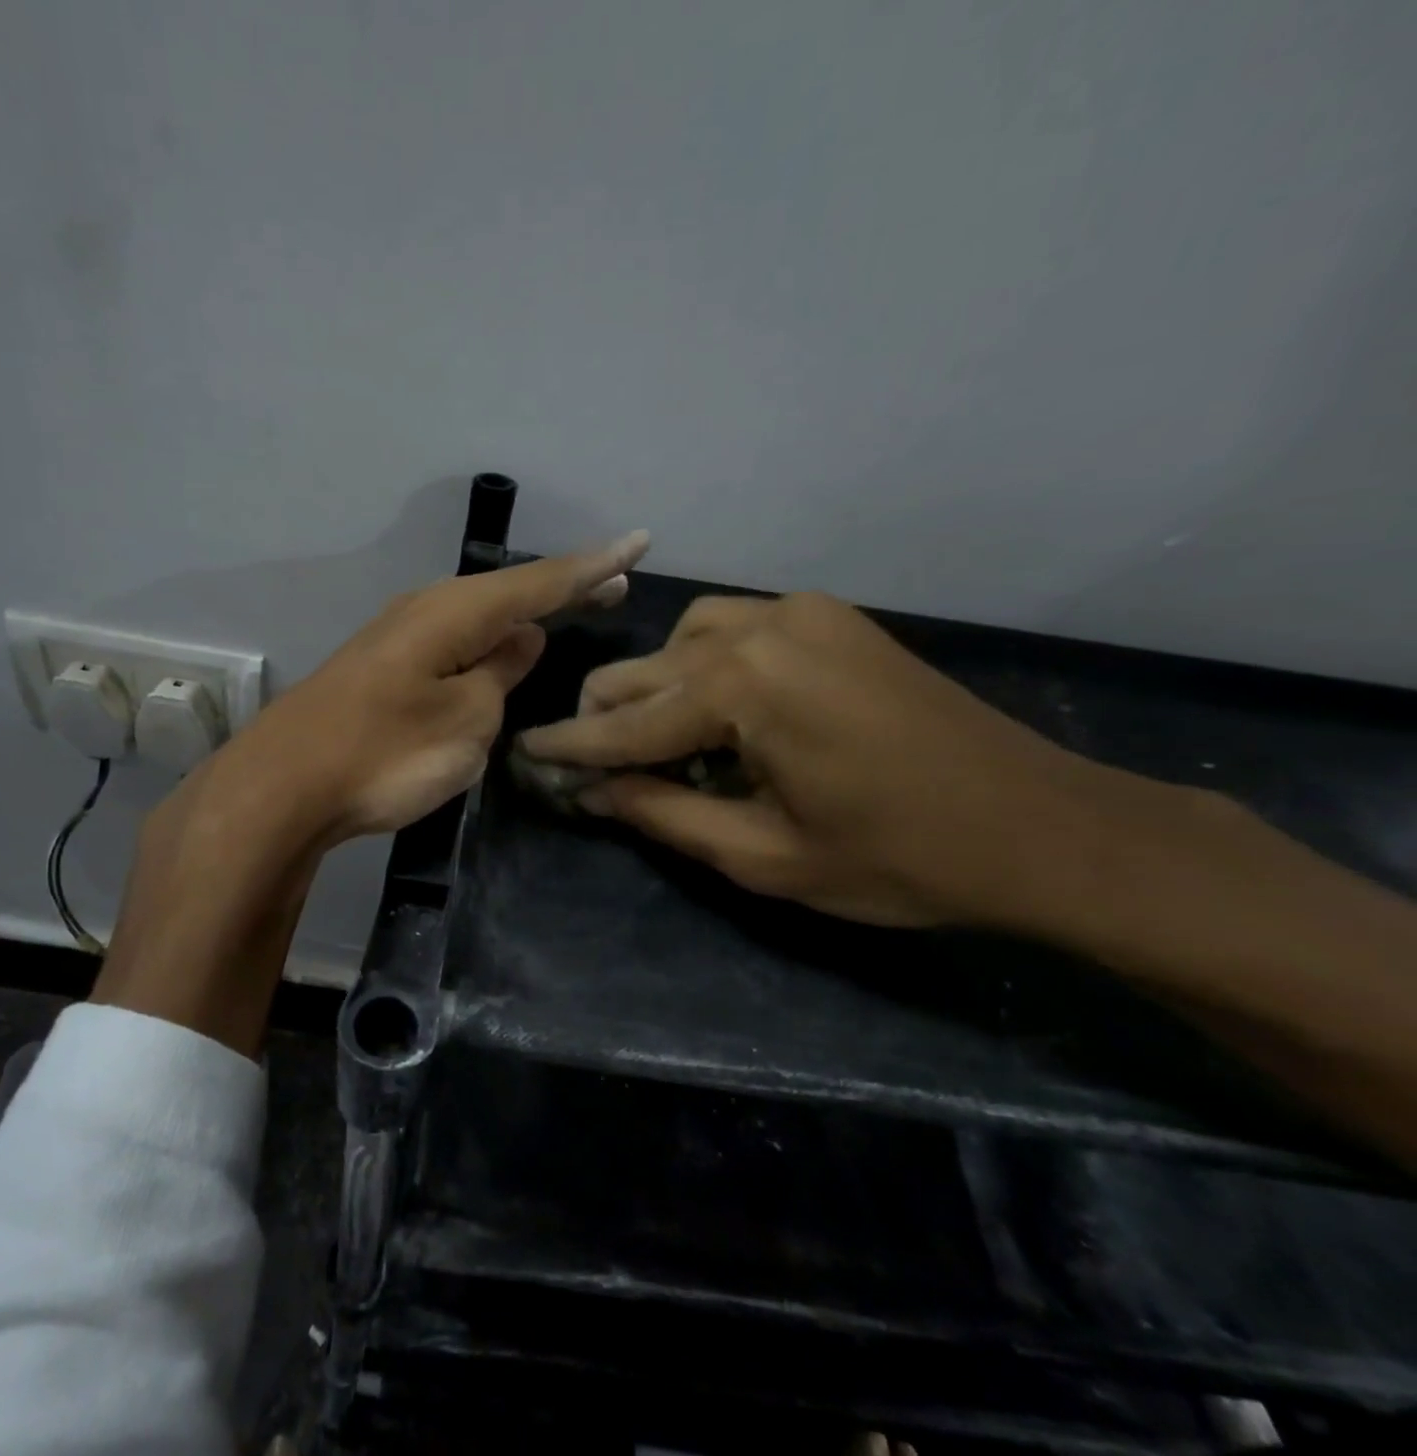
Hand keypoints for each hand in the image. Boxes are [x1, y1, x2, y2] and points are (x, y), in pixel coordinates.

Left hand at [93, 530, 648, 1053]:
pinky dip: (485, 644)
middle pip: (507, 593)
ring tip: (562, 615)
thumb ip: (500, 675)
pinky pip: (451, 644)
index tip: (640, 542)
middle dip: (561, 589)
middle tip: (612, 584)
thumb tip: (520, 640)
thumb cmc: (386, 754)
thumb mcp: (467, 722)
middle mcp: (425, 610)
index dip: (594, 566)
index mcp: (455, 613)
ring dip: (521, 617)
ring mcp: (397, 638)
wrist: (284, 785)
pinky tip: (495, 654)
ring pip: (476, 618)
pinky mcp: (380, 668)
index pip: (541, 582)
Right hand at [518, 591, 1162, 928]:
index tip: (523, 753)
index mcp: (743, 687)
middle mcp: (761, 628)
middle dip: (606, 717)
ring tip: (651, 737)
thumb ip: (665, 814)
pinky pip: (735, 626)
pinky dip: (703, 662)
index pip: (628, 723)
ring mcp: (800, 613)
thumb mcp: (763, 856)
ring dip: (655, 685)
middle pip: (647, 669)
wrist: (1041, 826)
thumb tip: (595, 794)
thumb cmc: (897, 858)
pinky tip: (712, 703)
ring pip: (685, 638)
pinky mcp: (830, 617)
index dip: (572, 749)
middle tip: (584, 761)